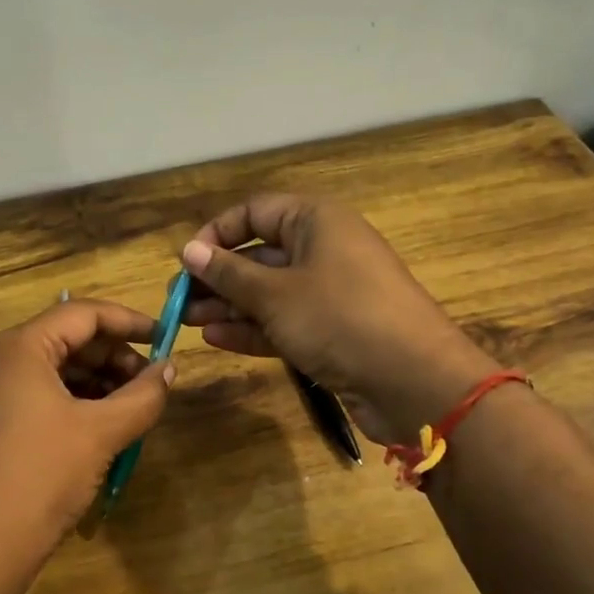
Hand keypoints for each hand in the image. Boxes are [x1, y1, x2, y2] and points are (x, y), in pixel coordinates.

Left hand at [0, 298, 174, 571]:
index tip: (165, 336)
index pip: (82, 313)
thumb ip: (143, 395)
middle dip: (113, 356)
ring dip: (96, 382)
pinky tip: (100, 427)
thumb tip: (169, 369)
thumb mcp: (102, 432)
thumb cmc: (43, 475)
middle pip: (66, 339)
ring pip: (52, 369)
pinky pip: (36, 395)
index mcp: (19, 347)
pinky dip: (73, 402)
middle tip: (150, 381)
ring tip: (131, 408)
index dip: (129, 321)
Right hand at [180, 195, 493, 444]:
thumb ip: (229, 273)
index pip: (254, 213)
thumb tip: (188, 250)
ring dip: (228, 305)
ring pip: (268, 291)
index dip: (216, 233)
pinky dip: (252, 328)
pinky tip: (216, 338)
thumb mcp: (275, 294)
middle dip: (217, 276)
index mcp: (315, 221)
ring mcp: (329, 292)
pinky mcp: (332, 330)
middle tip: (179, 300)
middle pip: (259, 254)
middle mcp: (323, 249)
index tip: (186, 262)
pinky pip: (284, 320)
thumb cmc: (340, 318)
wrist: (414, 381)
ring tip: (187, 322)